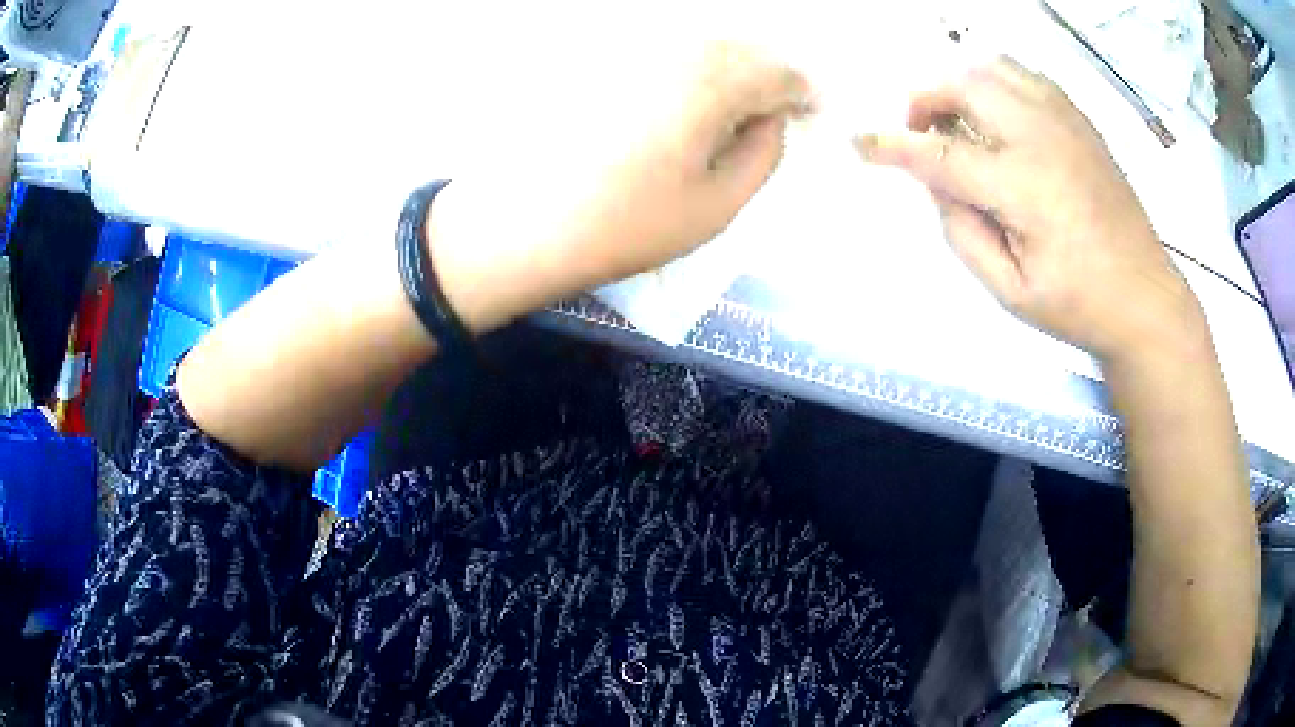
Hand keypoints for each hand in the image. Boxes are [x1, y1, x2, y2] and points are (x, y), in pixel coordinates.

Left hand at [427, 42, 810, 331]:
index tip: (809, 116)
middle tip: (772, 114)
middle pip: (744, 47)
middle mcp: (674, 48)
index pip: (780, 72)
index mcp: (713, 80)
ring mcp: (632, 48)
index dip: (803, 94)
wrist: (523, 225)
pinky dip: (689, 67)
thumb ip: (763, 154)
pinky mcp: (600, 58)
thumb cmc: (625, 224)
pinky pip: (664, 49)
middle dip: (768, 76)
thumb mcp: (717, 205)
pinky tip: (681, 100)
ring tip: (729, 109)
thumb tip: (772, 120)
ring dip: (729, 68)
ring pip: (703, 43)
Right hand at [856, 57, 1201, 362]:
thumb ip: (963, 232)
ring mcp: (1066, 122)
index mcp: (1024, 187)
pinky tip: (1001, 119)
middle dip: (927, 100)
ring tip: (961, 121)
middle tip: (921, 133)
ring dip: (963, 85)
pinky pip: (1027, 77)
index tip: (860, 142)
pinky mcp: (1081, 121)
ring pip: (996, 68)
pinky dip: (999, 85)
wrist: (1145, 298)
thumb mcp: (1010, 291)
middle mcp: (1043, 138)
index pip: (942, 153)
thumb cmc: (1078, 306)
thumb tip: (938, 185)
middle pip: (966, 84)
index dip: (893, 147)